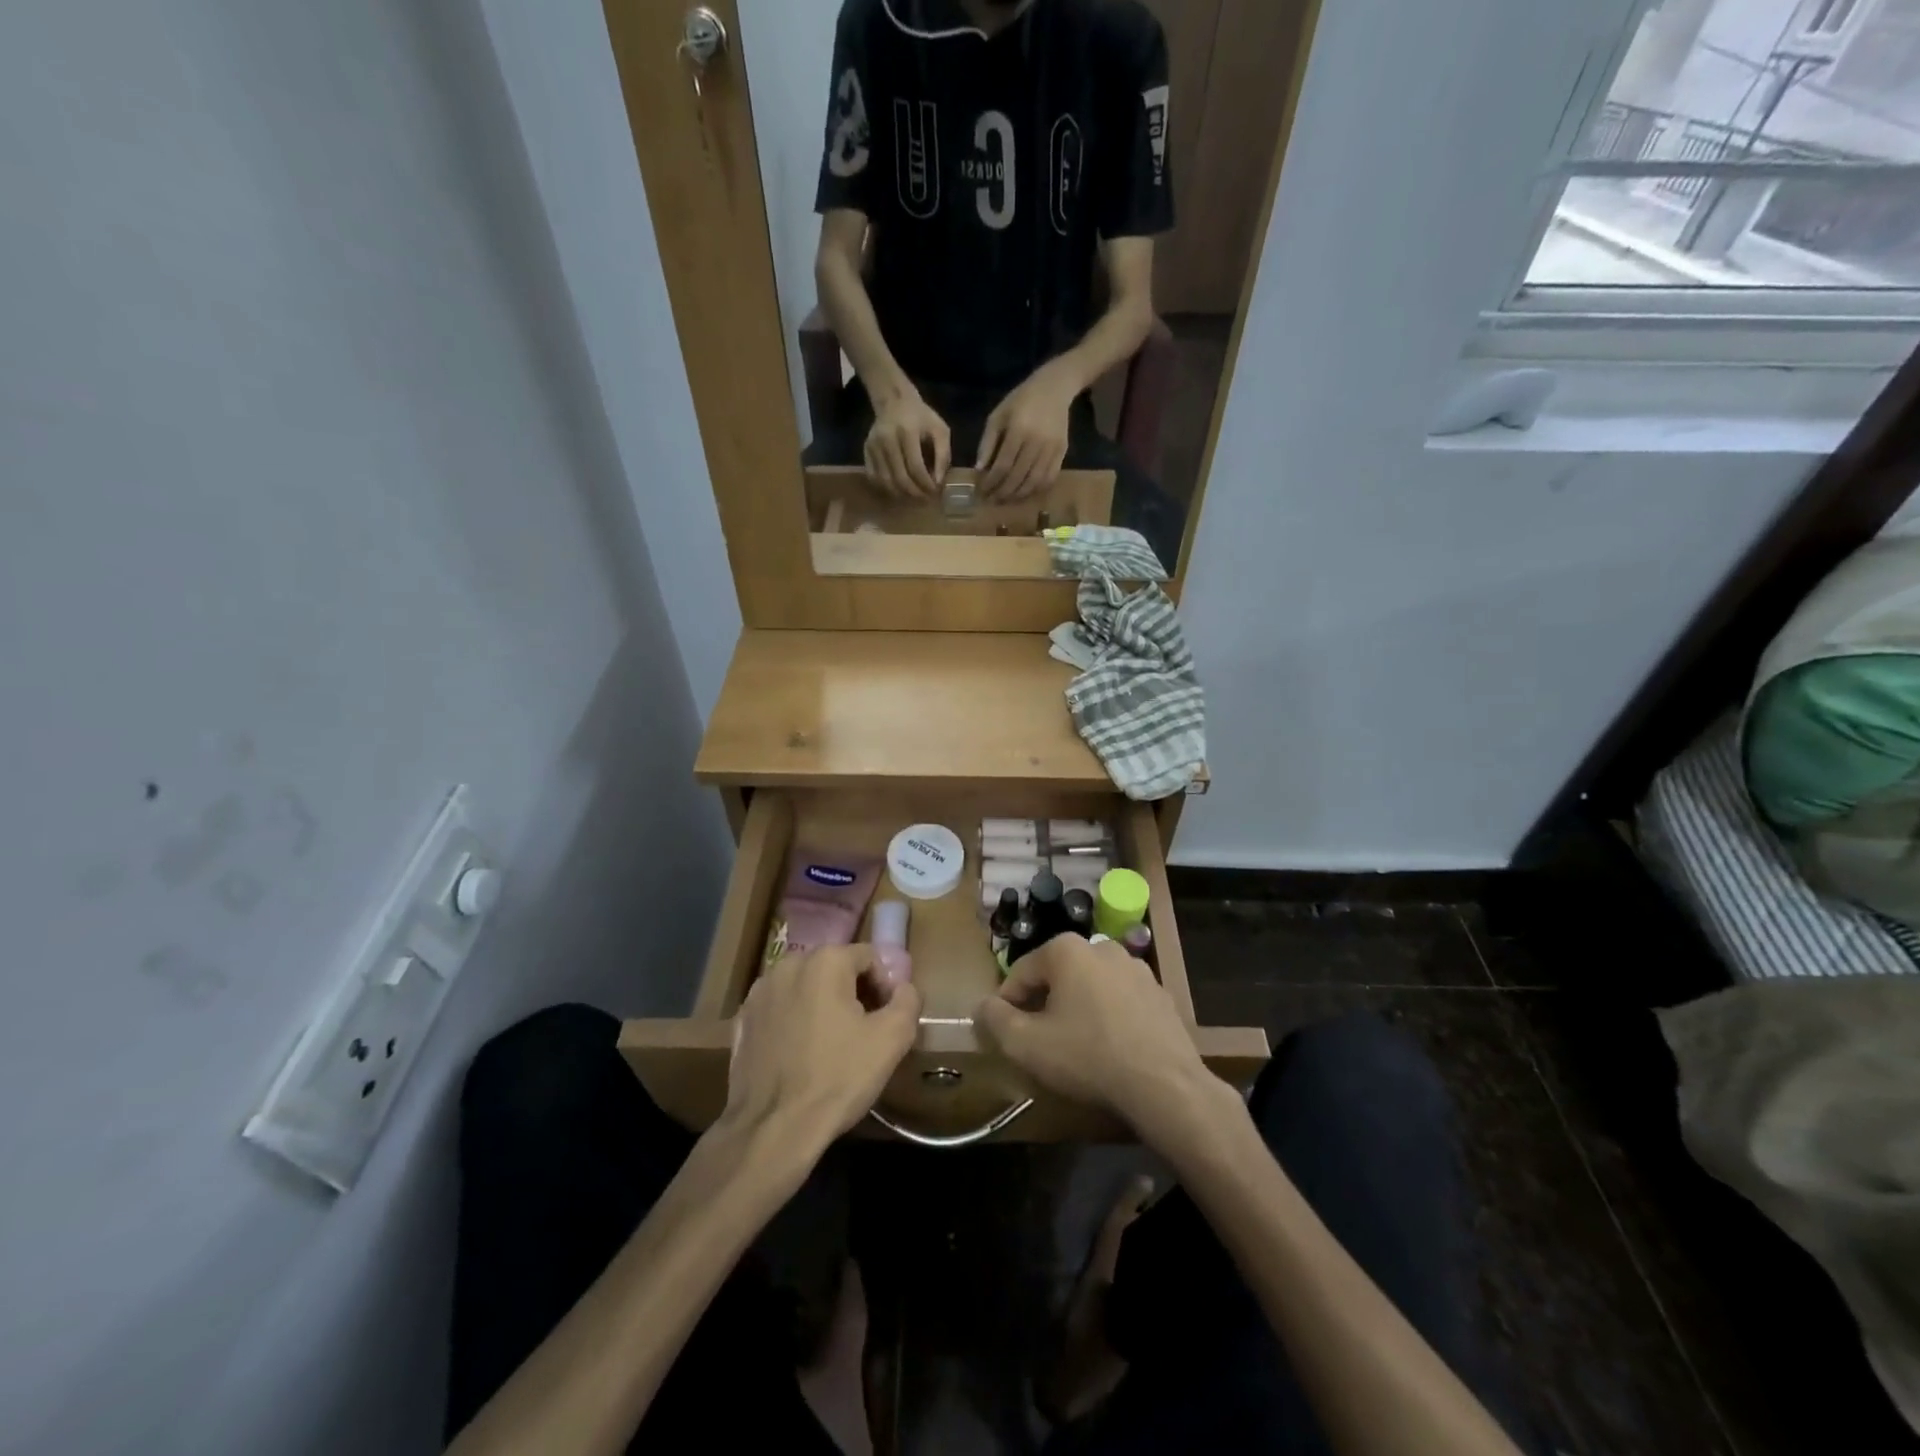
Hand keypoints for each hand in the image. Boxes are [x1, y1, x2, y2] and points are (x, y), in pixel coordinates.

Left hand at [722, 945, 922, 1156]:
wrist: (774, 1129)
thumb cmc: (838, 1078)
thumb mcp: (892, 1039)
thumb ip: (907, 1000)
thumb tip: (903, 988)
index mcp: (826, 961)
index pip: (869, 957)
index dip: (885, 986)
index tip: (886, 1019)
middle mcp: (789, 965)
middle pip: (834, 968)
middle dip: (853, 992)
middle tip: (863, 1031)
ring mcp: (759, 992)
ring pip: (804, 987)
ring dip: (821, 1004)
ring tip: (830, 1043)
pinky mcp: (740, 1020)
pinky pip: (779, 1009)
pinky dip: (793, 1021)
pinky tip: (799, 1054)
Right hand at [864, 387, 949, 496]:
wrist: (895, 402)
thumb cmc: (921, 417)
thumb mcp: (940, 430)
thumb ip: (943, 455)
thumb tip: (938, 482)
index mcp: (907, 432)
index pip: (915, 467)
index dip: (926, 484)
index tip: (935, 491)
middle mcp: (887, 439)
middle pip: (900, 477)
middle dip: (915, 493)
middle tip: (925, 497)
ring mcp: (873, 446)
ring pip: (886, 481)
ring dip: (901, 494)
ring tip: (914, 496)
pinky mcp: (866, 452)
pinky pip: (874, 478)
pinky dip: (887, 488)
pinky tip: (899, 489)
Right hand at [977, 936, 1233, 1147]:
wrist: (1164, 1085)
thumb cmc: (1087, 1057)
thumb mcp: (1026, 1044)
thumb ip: (995, 1020)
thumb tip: (983, 1006)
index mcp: (1067, 949)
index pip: (1021, 972)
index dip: (1006, 1004)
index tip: (1004, 1033)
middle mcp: (1102, 946)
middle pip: (1057, 975)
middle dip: (1043, 1004)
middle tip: (1038, 1042)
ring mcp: (1136, 968)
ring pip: (1090, 986)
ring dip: (1077, 1008)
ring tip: (1074, 1047)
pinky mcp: (1160, 993)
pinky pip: (1120, 1000)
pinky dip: (1108, 1016)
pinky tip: (1108, 1048)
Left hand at [979, 362, 1077, 500]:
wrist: (1054, 389)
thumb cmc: (1020, 401)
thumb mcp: (998, 416)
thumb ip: (987, 443)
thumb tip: (979, 469)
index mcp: (1018, 430)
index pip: (1002, 465)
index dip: (991, 482)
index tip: (982, 490)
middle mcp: (1036, 442)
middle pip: (1018, 476)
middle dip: (1003, 492)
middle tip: (993, 500)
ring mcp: (1051, 448)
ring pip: (1034, 481)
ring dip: (1019, 494)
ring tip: (1007, 499)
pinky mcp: (1062, 452)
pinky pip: (1049, 478)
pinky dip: (1037, 489)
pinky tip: (1026, 492)